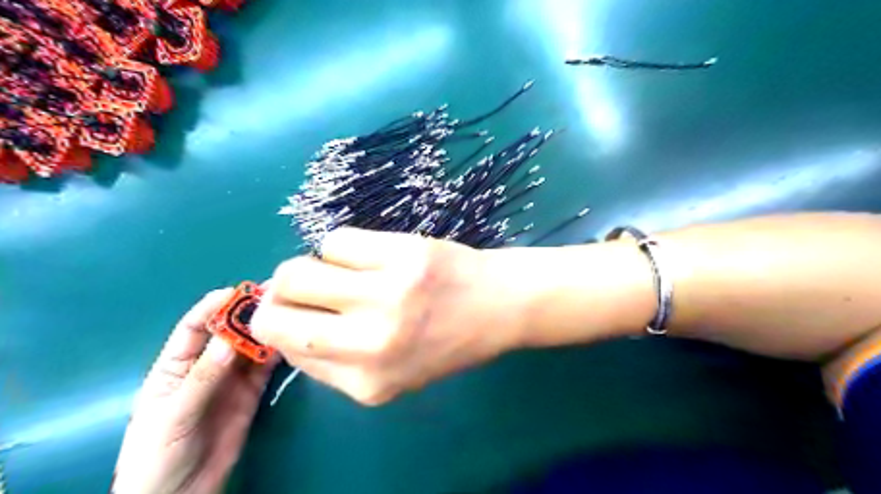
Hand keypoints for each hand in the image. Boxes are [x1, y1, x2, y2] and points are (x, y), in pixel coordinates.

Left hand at [112, 289, 278, 493]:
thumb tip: (230, 340)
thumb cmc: (157, 456)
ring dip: (267, 330)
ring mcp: (231, 379)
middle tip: (274, 296)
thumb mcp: (173, 415)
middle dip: (248, 313)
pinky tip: (289, 341)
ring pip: (251, 347)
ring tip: (288, 313)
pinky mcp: (251, 393)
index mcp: (175, 366)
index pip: (195, 327)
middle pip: (229, 332)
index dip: (214, 307)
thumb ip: (202, 378)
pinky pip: (266, 368)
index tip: (239, 292)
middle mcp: (206, 366)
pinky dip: (277, 353)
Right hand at [250, 228, 522, 403]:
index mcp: (367, 383)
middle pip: (278, 308)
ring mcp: (388, 294)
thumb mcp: (393, 374)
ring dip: (310, 267)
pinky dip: (341, 247)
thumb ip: (335, 362)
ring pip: (299, 269)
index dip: (279, 324)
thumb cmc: (447, 342)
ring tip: (341, 270)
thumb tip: (284, 322)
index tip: (292, 311)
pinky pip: (336, 240)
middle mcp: (372, 343)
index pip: (287, 349)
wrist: (499, 305)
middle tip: (303, 286)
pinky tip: (367, 255)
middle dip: (279, 294)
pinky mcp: (403, 254)